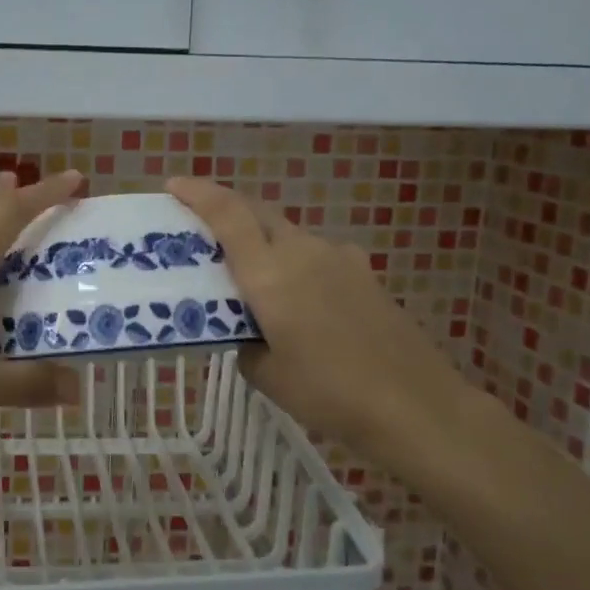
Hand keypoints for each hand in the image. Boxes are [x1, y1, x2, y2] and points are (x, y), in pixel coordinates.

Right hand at [168, 176, 472, 474]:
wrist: (416, 406)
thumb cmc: (330, 393)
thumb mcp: (268, 376)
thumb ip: (245, 344)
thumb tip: (247, 332)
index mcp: (270, 273)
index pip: (228, 214)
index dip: (198, 193)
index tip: (173, 184)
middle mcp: (302, 251)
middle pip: (257, 213)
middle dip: (226, 211)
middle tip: (202, 229)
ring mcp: (338, 258)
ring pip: (288, 234)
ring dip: (262, 241)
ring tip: (251, 277)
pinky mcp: (364, 273)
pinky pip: (315, 255)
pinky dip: (294, 263)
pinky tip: (300, 301)